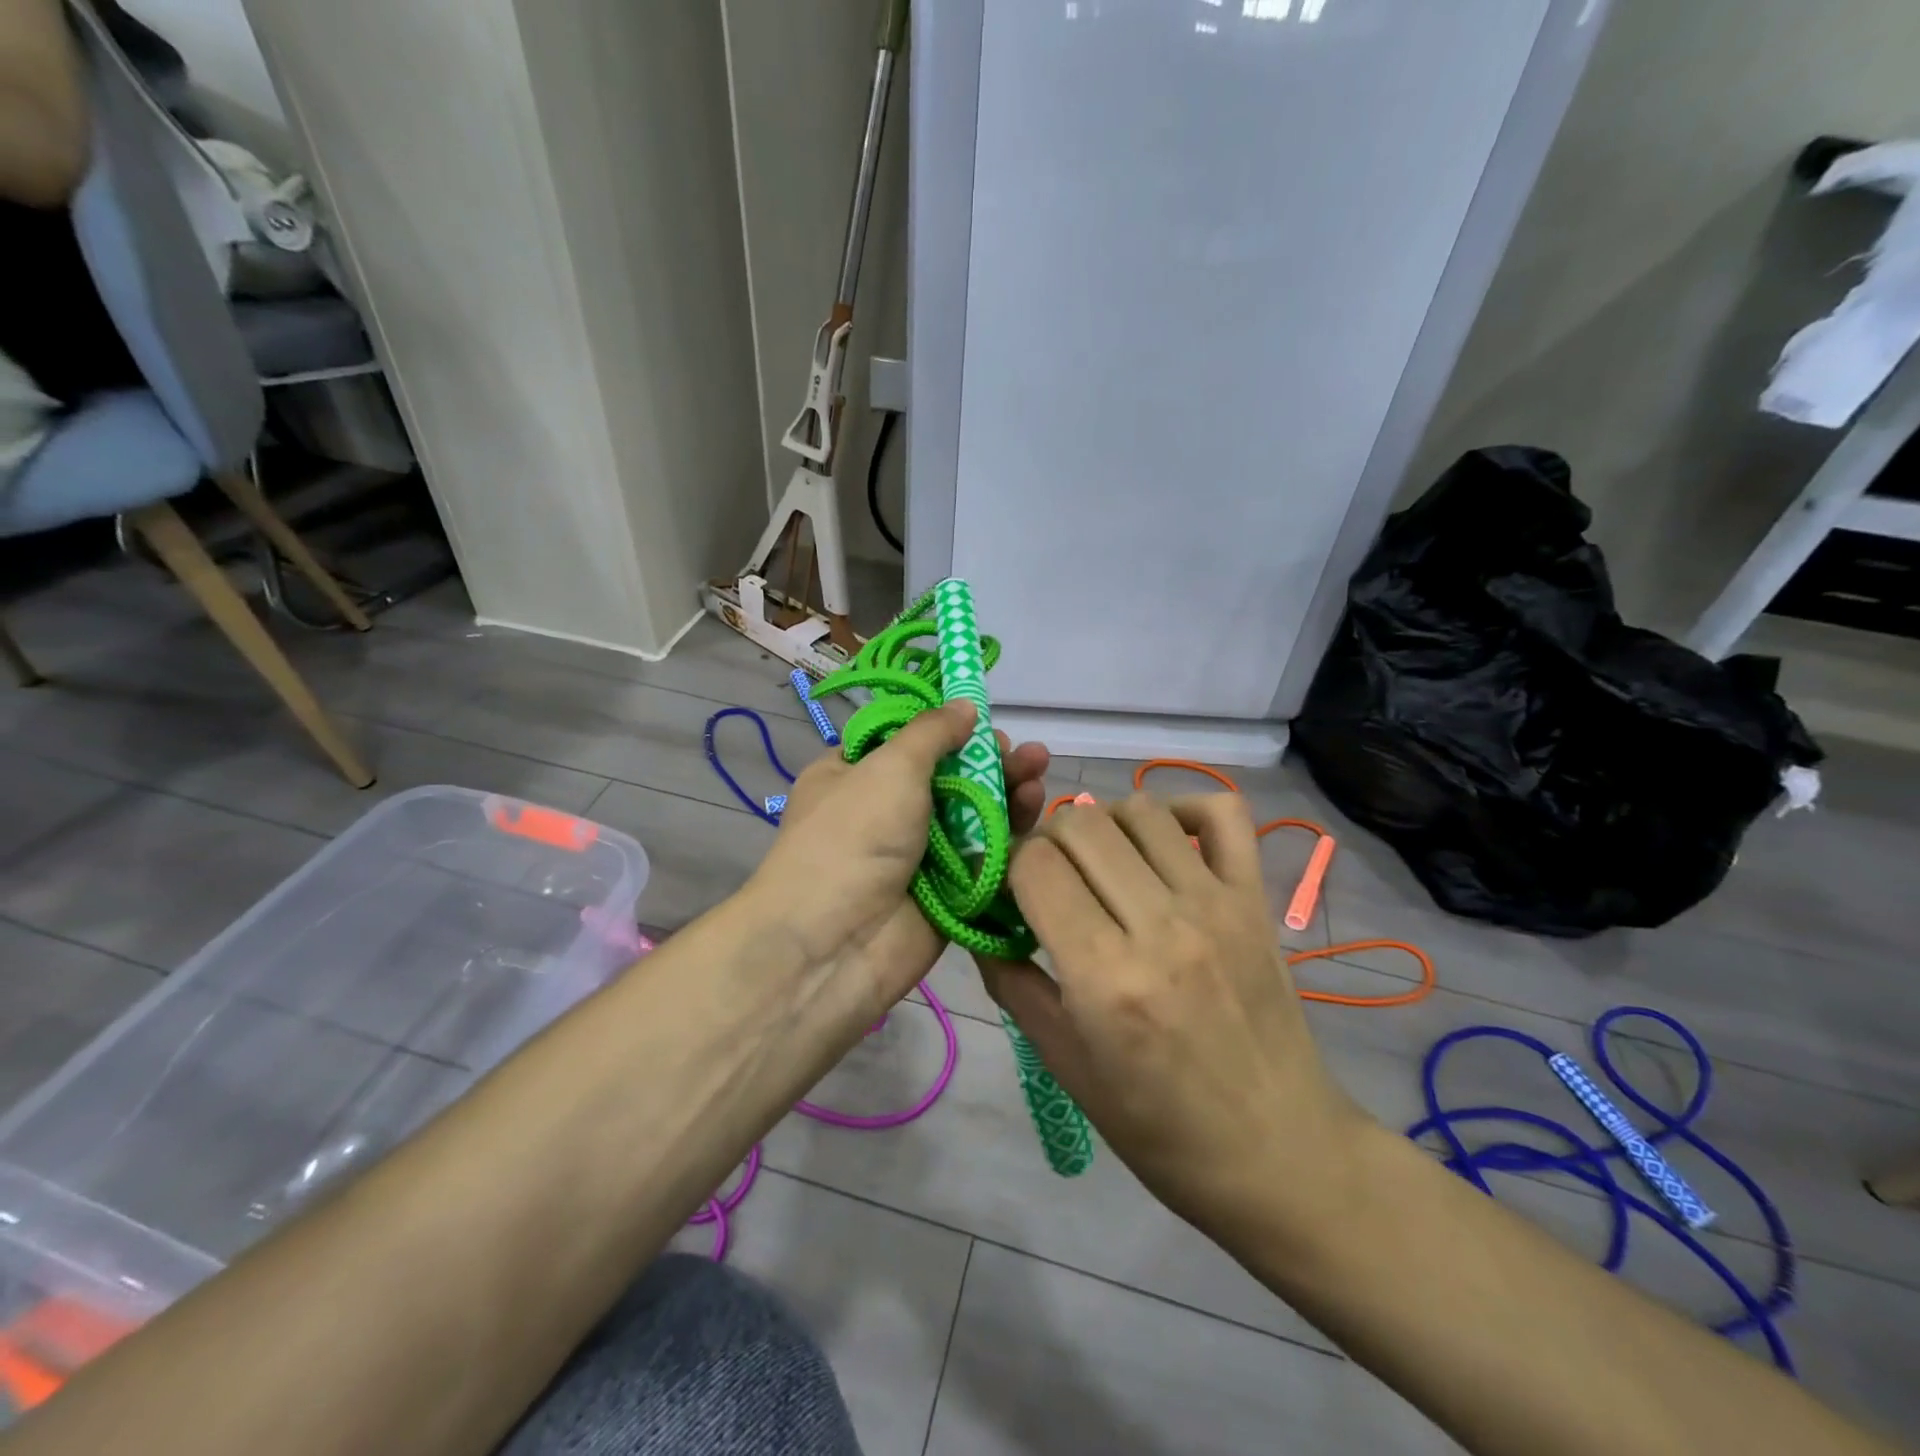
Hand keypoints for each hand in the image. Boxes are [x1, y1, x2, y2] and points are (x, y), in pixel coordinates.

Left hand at [746, 701, 1049, 1019]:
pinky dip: (1010, 835)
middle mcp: (885, 812)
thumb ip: (932, 733)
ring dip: (1005, 791)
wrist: (835, 943)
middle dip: (988, 761)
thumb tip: (964, 705)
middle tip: (1025, 752)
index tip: (981, 720)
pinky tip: (1034, 810)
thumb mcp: (889, 767)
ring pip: (972, 816)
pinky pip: (984, 857)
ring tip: (1038, 770)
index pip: (904, 742)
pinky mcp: (948, 891)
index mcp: (853, 775)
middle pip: (948, 777)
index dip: (944, 729)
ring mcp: (917, 854)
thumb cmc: (853, 836)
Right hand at [980, 793, 1369, 1245]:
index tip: (1010, 892)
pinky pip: (1223, 812)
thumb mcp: (1065, 1066)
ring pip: (1140, 809)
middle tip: (1050, 878)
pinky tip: (1163, 839)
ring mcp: (1217, 904)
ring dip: (1105, 824)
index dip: (1008, 866)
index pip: (1035, 865)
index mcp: (1105, 976)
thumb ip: (1012, 983)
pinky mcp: (1256, 899)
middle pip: (1081, 824)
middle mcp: (1161, 925)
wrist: (1279, 1154)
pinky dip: (1184, 807)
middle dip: (1047, 840)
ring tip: (1102, 864)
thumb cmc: (1159, 1127)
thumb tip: (978, 923)